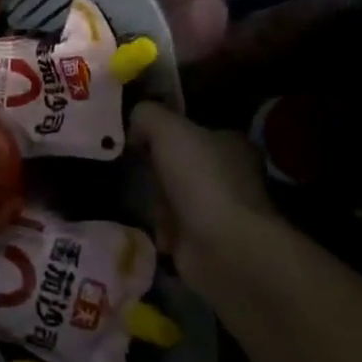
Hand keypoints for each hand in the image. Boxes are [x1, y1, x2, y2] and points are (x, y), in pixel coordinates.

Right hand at [130, 102, 273, 291]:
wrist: (223, 246)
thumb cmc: (200, 180)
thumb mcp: (169, 130)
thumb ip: (147, 115)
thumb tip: (132, 121)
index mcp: (229, 143)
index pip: (190, 130)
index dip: (160, 133)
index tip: (132, 140)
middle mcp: (229, 173)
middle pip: (176, 164)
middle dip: (153, 171)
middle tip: (131, 171)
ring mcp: (219, 208)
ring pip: (171, 196)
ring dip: (154, 202)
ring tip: (143, 204)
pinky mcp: (206, 239)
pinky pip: (171, 227)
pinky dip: (159, 229)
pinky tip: (153, 228)